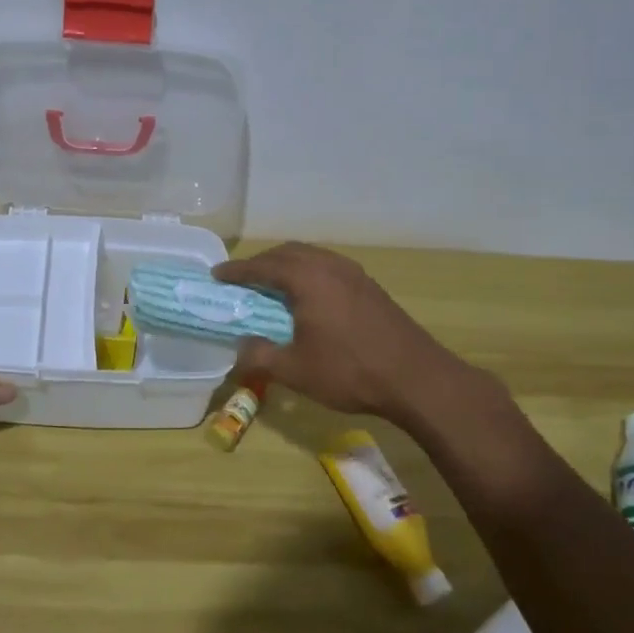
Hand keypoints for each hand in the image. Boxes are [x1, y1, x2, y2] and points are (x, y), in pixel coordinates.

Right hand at [213, 242, 494, 424]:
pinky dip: (308, 272)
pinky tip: (309, 295)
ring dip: (287, 264)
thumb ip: (260, 356)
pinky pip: (329, 266)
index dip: (237, 270)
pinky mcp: (370, 287)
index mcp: (308, 280)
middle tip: (242, 278)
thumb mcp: (295, 371)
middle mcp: (330, 267)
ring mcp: (354, 274)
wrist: (417, 379)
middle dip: (262, 262)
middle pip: (288, 253)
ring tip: (272, 284)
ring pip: (311, 256)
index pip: (264, 266)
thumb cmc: (350, 372)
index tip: (216, 275)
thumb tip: (239, 348)